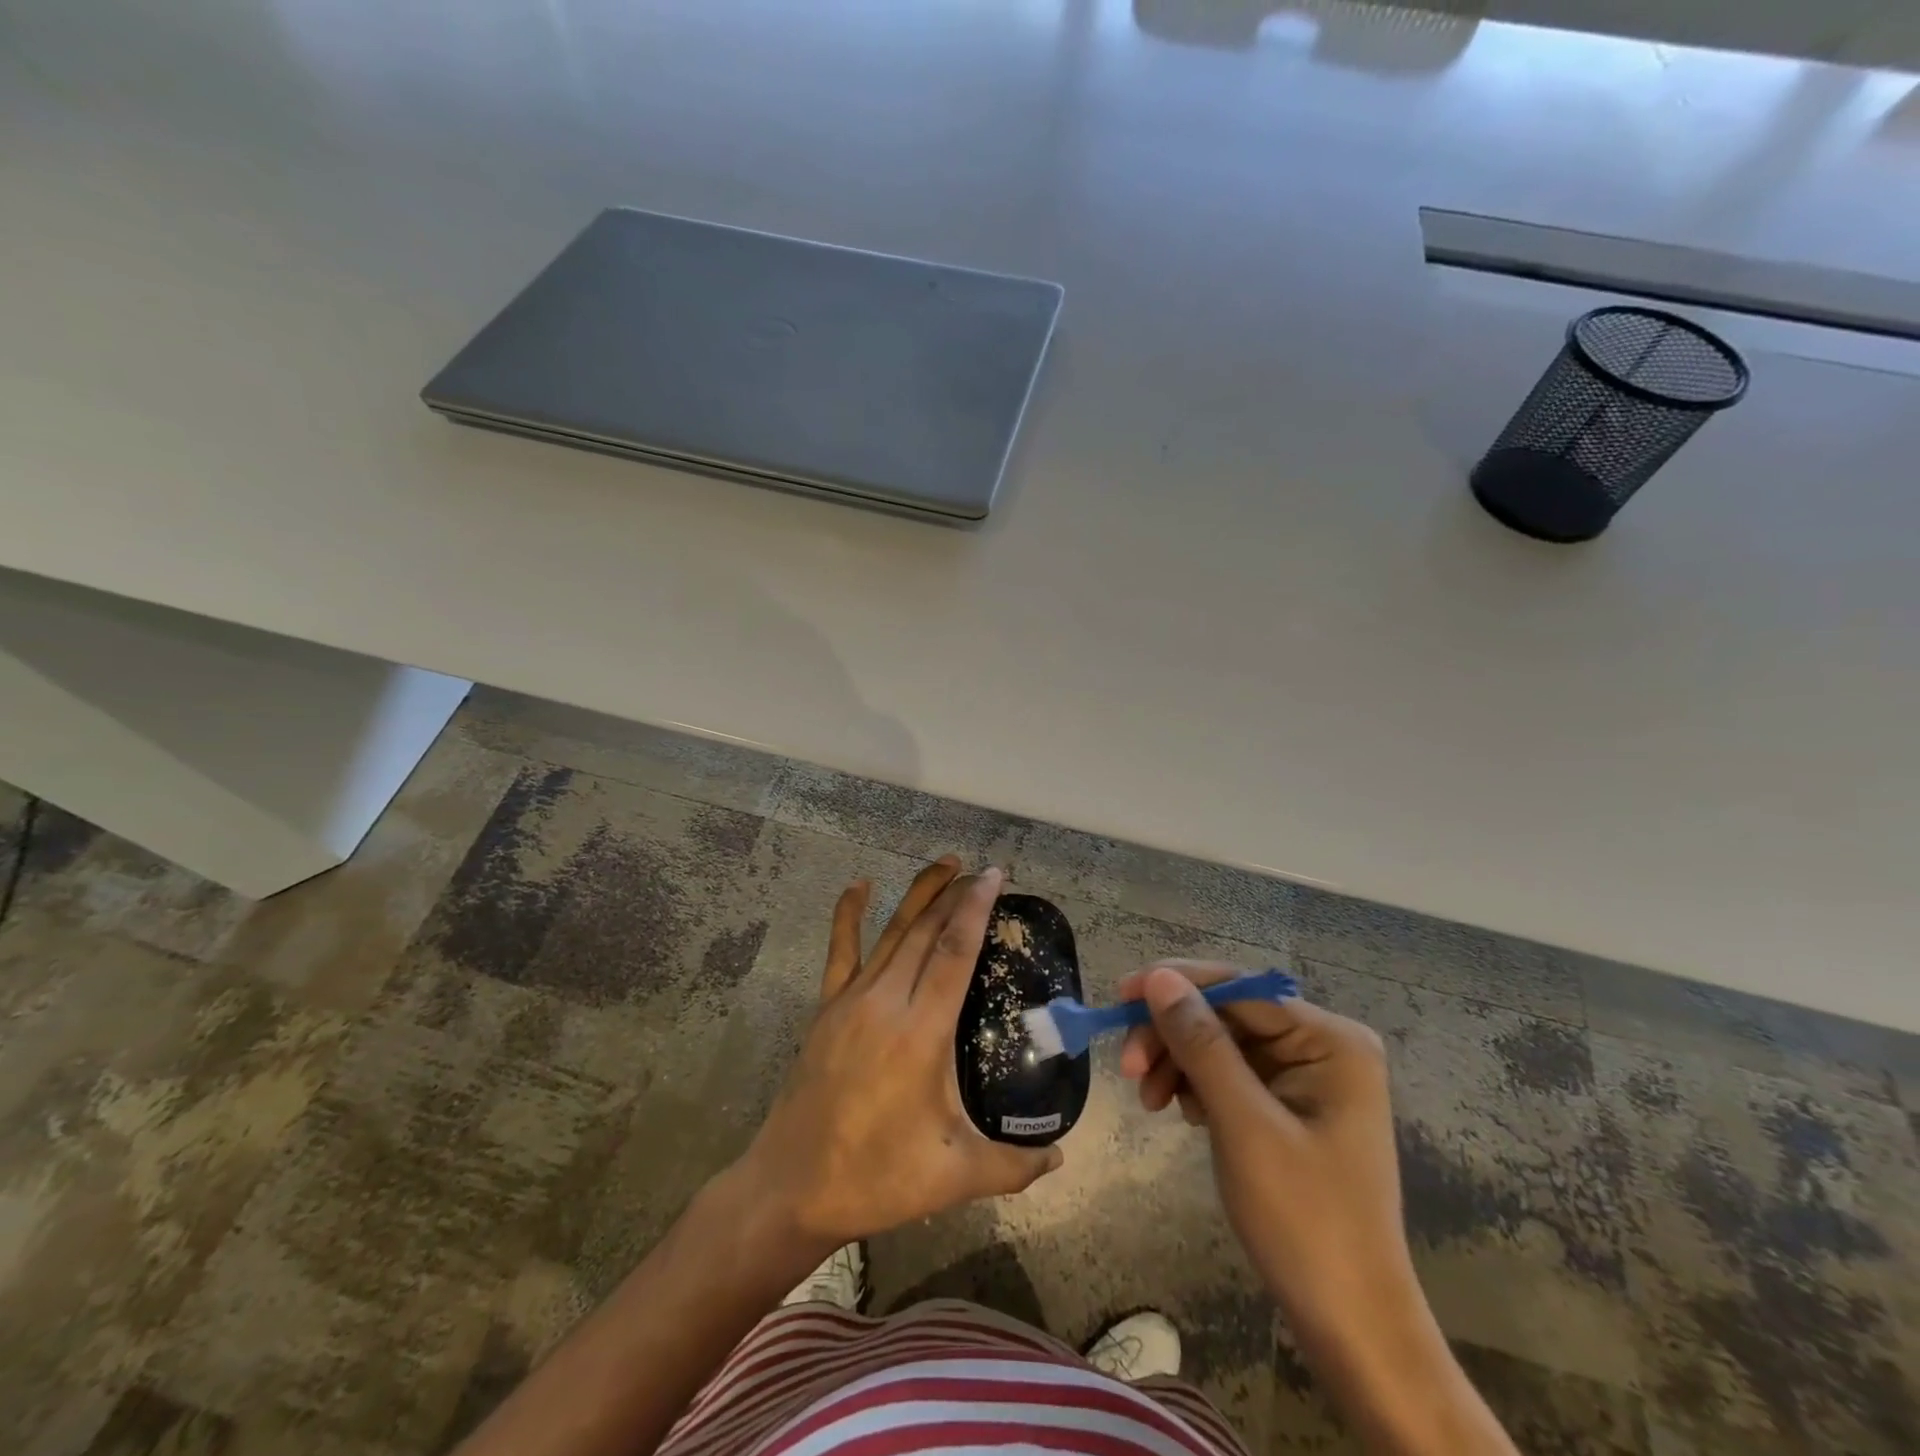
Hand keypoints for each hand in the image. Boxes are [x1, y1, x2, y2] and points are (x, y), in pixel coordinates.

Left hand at [733, 858, 1061, 1251]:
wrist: (791, 1187)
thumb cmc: (876, 1177)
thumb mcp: (954, 1176)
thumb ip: (1014, 1165)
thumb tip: (1061, 1156)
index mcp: (920, 1033)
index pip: (955, 953)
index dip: (975, 909)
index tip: (994, 877)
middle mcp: (886, 1002)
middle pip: (926, 932)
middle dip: (955, 894)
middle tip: (980, 871)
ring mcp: (851, 1000)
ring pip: (892, 933)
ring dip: (919, 895)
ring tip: (944, 864)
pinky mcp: (827, 1008)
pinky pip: (840, 950)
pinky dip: (848, 914)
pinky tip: (858, 885)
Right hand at [1121, 964, 1519, 1455]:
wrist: (1350, 1325)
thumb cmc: (1305, 1220)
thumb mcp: (1244, 1125)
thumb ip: (1200, 1043)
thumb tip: (1158, 976)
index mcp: (1331, 1040)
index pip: (1240, 989)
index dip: (1176, 986)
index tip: (1119, 998)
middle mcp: (1322, 1046)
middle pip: (1227, 1015)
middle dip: (1173, 1036)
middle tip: (1128, 1067)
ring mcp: (1306, 1077)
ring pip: (1220, 1043)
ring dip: (1178, 1062)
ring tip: (1149, 1100)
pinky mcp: (1288, 1105)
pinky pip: (1229, 1073)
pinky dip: (1196, 1085)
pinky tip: (1181, 1112)